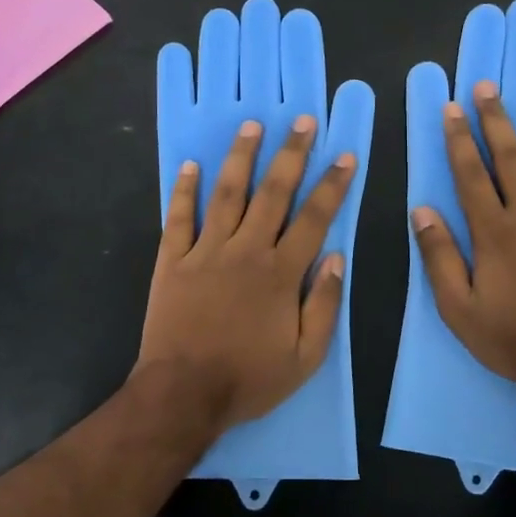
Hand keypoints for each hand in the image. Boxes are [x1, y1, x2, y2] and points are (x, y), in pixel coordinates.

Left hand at [136, 116, 356, 433]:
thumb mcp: (305, 357)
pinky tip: (191, 165)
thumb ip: (324, 305)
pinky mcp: (171, 261)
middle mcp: (245, 251)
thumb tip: (337, 258)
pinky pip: (178, 218)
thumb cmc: (249, 379)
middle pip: (272, 193)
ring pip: (226, 194)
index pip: (313, 219)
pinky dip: (183, 190)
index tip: (344, 155)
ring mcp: (205, 252)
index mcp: (280, 273)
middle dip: (290, 154)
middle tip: (301, 121)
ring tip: (251, 126)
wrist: (183, 395)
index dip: (332, 185)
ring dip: (240, 158)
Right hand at [413, 79, 515, 385]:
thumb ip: (439, 256)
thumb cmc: (511, 337)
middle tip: (489, 87)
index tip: (452, 109)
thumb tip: (422, 211)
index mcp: (494, 232)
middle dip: (498, 121)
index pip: (470, 175)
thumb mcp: (458, 308)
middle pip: (512, 159)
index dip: (458, 140)